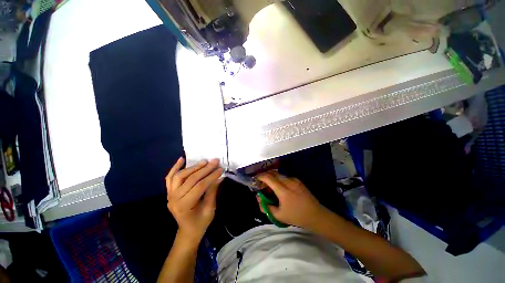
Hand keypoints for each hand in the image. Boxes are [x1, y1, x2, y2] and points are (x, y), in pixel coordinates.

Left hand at [166, 158, 222, 243]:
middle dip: (204, 169)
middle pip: (190, 179)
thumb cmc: (201, 222)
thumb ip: (212, 191)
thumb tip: (219, 176)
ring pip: (180, 176)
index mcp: (185, 206)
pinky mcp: (169, 192)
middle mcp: (174, 199)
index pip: (200, 186)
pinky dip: (175, 168)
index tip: (220, 168)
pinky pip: (170, 178)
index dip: (211, 176)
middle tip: (215, 161)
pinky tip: (181, 159)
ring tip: (204, 161)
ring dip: (193, 167)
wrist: (188, 231)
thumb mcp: (210, 209)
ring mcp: (169, 195)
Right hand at [256, 171, 327, 228]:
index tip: (256, 179)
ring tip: (271, 187)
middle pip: (273, 173)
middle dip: (265, 176)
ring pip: (279, 174)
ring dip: (272, 178)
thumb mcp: (279, 215)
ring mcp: (294, 180)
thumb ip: (266, 207)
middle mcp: (289, 182)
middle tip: (262, 183)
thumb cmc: (297, 216)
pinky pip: (285, 177)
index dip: (260, 176)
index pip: (269, 178)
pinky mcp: (298, 180)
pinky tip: (280, 188)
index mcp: (283, 191)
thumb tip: (259, 198)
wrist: (316, 215)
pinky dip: (279, 179)